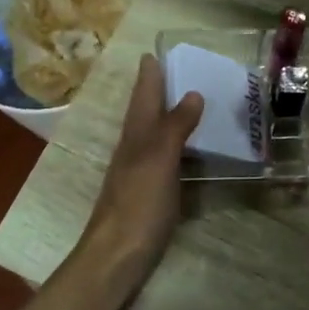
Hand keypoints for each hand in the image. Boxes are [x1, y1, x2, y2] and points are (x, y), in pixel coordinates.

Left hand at [77, 54, 202, 287]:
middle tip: (175, 71)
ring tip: (187, 103)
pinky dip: (175, 147)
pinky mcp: (148, 195)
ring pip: (151, 135)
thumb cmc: (138, 205)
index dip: (149, 74)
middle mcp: (134, 149)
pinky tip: (186, 153)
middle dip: (156, 91)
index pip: (142, 95)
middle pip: (144, 112)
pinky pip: (163, 159)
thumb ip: (175, 127)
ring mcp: (138, 174)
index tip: (154, 51)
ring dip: (166, 117)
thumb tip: (191, 92)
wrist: (116, 258)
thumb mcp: (160, 160)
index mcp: (135, 136)